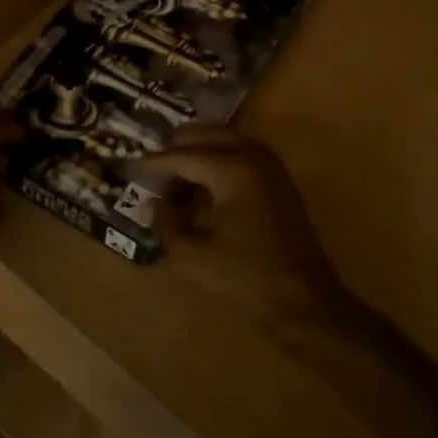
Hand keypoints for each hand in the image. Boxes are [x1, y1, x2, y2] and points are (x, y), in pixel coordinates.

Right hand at [136, 126, 343, 330]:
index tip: (133, 169)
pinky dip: (218, 160)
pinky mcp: (278, 181)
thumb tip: (156, 204)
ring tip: (175, 178)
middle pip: (204, 135)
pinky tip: (203, 187)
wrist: (304, 301)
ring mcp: (270, 166)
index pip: (182, 156)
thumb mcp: (192, 255)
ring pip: (224, 140)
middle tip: (153, 169)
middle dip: (176, 148)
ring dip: (198, 152)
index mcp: (231, 169)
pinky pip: (240, 154)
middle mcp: (252, 155)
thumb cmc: (245, 277)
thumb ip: (167, 223)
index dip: (155, 164)